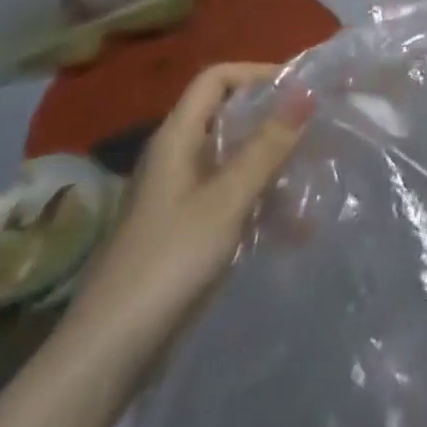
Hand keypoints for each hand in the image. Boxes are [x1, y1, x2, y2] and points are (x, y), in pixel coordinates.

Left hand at [68, 62, 313, 349]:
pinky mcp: (187, 231)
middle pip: (228, 117)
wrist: (109, 353)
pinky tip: (295, 227)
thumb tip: (306, 92)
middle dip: (273, 120)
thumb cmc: (168, 261)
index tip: (300, 88)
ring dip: (273, 164)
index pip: (216, 79)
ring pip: (234, 160)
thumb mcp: (226, 199)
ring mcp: (180, 196)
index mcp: (177, 138)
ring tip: (315, 177)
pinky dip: (262, 202)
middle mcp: (177, 158)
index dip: (257, 73)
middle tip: (317, 128)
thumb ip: (267, 146)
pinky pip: (232, 198)